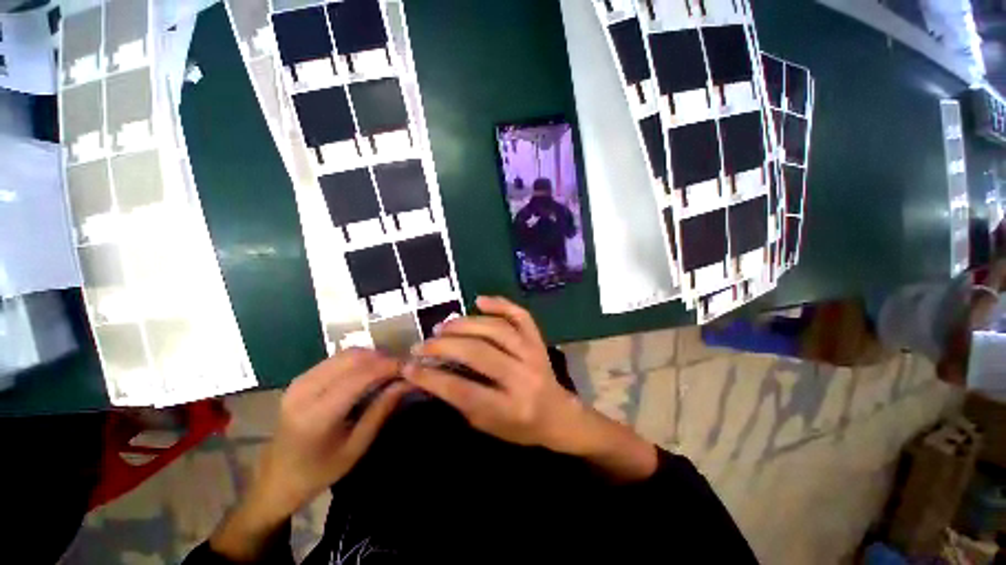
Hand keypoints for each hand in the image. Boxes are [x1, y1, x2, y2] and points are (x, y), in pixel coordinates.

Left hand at [211, 350, 407, 559]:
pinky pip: (336, 359)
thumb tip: (407, 382)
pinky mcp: (300, 379)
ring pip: (345, 354)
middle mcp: (305, 391)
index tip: (411, 367)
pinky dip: (358, 360)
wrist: (276, 479)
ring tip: (389, 369)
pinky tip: (369, 371)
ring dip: (372, 356)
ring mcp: (299, 381)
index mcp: (317, 414)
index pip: (361, 376)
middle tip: (402, 368)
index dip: (389, 366)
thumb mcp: (356, 447)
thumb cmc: (318, 472)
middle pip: (353, 357)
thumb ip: (381, 410)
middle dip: (382, 357)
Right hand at [404, 297, 656, 482]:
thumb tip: (431, 372)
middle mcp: (523, 377)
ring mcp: (533, 353)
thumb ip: (461, 399)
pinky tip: (479, 301)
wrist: (558, 415)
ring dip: (465, 324)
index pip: (463, 390)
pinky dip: (500, 304)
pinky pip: (520, 315)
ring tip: (443, 326)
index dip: (431, 378)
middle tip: (422, 344)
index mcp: (509, 408)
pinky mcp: (538, 340)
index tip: (408, 367)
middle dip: (444, 346)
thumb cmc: (520, 427)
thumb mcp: (487, 425)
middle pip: (478, 353)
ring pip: (496, 330)